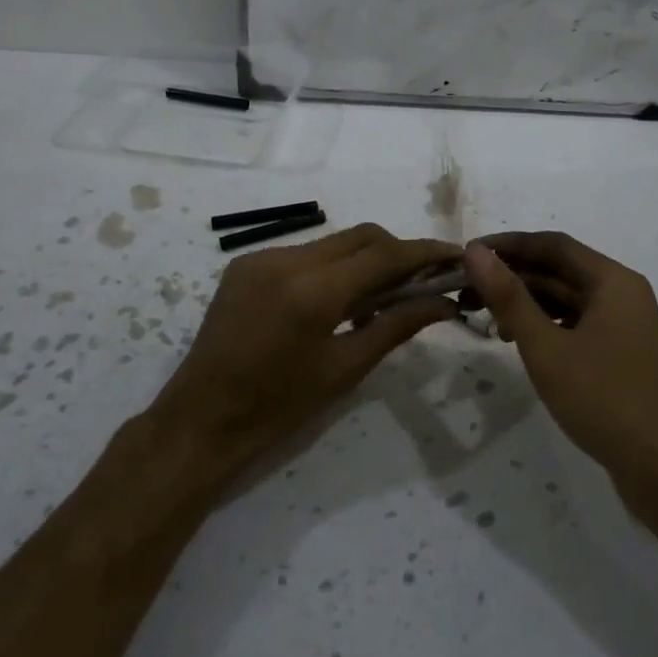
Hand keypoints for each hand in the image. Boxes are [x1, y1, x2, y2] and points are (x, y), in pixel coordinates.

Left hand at [149, 224, 459, 487]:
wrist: (200, 419)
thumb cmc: (278, 407)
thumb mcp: (344, 369)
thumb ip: (395, 326)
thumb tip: (443, 302)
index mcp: (313, 290)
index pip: (383, 255)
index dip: (424, 252)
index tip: (456, 255)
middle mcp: (286, 259)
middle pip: (360, 236)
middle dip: (397, 251)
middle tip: (425, 278)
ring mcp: (261, 257)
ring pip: (332, 242)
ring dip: (364, 259)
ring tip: (383, 295)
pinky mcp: (245, 264)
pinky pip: (304, 254)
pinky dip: (331, 267)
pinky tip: (339, 299)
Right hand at [461, 232, 657, 501]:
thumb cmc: (605, 400)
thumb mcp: (547, 348)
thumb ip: (509, 297)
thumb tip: (476, 252)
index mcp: (612, 281)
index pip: (552, 244)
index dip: (508, 245)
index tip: (467, 254)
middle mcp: (622, 294)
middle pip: (559, 270)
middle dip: (512, 277)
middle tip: (466, 291)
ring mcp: (625, 326)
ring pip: (567, 300)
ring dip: (526, 303)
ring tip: (485, 319)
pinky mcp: (623, 355)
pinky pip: (577, 325)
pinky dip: (546, 327)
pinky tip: (519, 343)